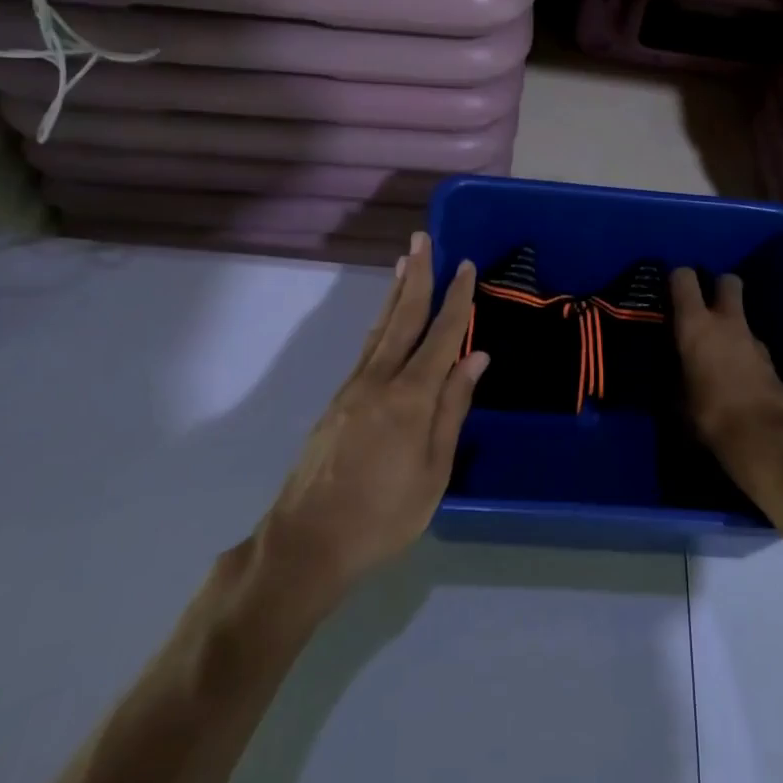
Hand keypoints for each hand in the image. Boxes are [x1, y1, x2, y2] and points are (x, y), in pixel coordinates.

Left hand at [254, 234, 484, 607]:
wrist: (306, 543)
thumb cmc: (383, 515)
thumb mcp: (433, 471)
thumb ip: (453, 409)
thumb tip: (475, 357)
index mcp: (410, 397)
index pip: (441, 335)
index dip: (457, 299)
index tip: (467, 266)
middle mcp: (380, 379)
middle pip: (403, 316)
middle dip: (417, 274)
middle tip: (423, 238)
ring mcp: (354, 387)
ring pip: (381, 327)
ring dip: (396, 290)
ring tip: (404, 261)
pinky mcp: (338, 400)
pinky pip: (368, 346)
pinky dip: (382, 320)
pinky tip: (387, 316)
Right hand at [670, 267, 782, 488]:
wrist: (764, 438)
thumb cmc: (709, 415)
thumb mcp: (678, 398)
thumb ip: (676, 374)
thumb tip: (673, 371)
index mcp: (696, 324)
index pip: (684, 278)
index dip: (677, 279)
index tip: (670, 292)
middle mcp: (726, 322)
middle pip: (727, 282)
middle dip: (717, 287)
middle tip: (704, 308)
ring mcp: (753, 339)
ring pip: (741, 316)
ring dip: (731, 325)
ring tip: (717, 352)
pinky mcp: (771, 359)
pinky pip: (752, 345)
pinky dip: (743, 352)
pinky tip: (735, 376)